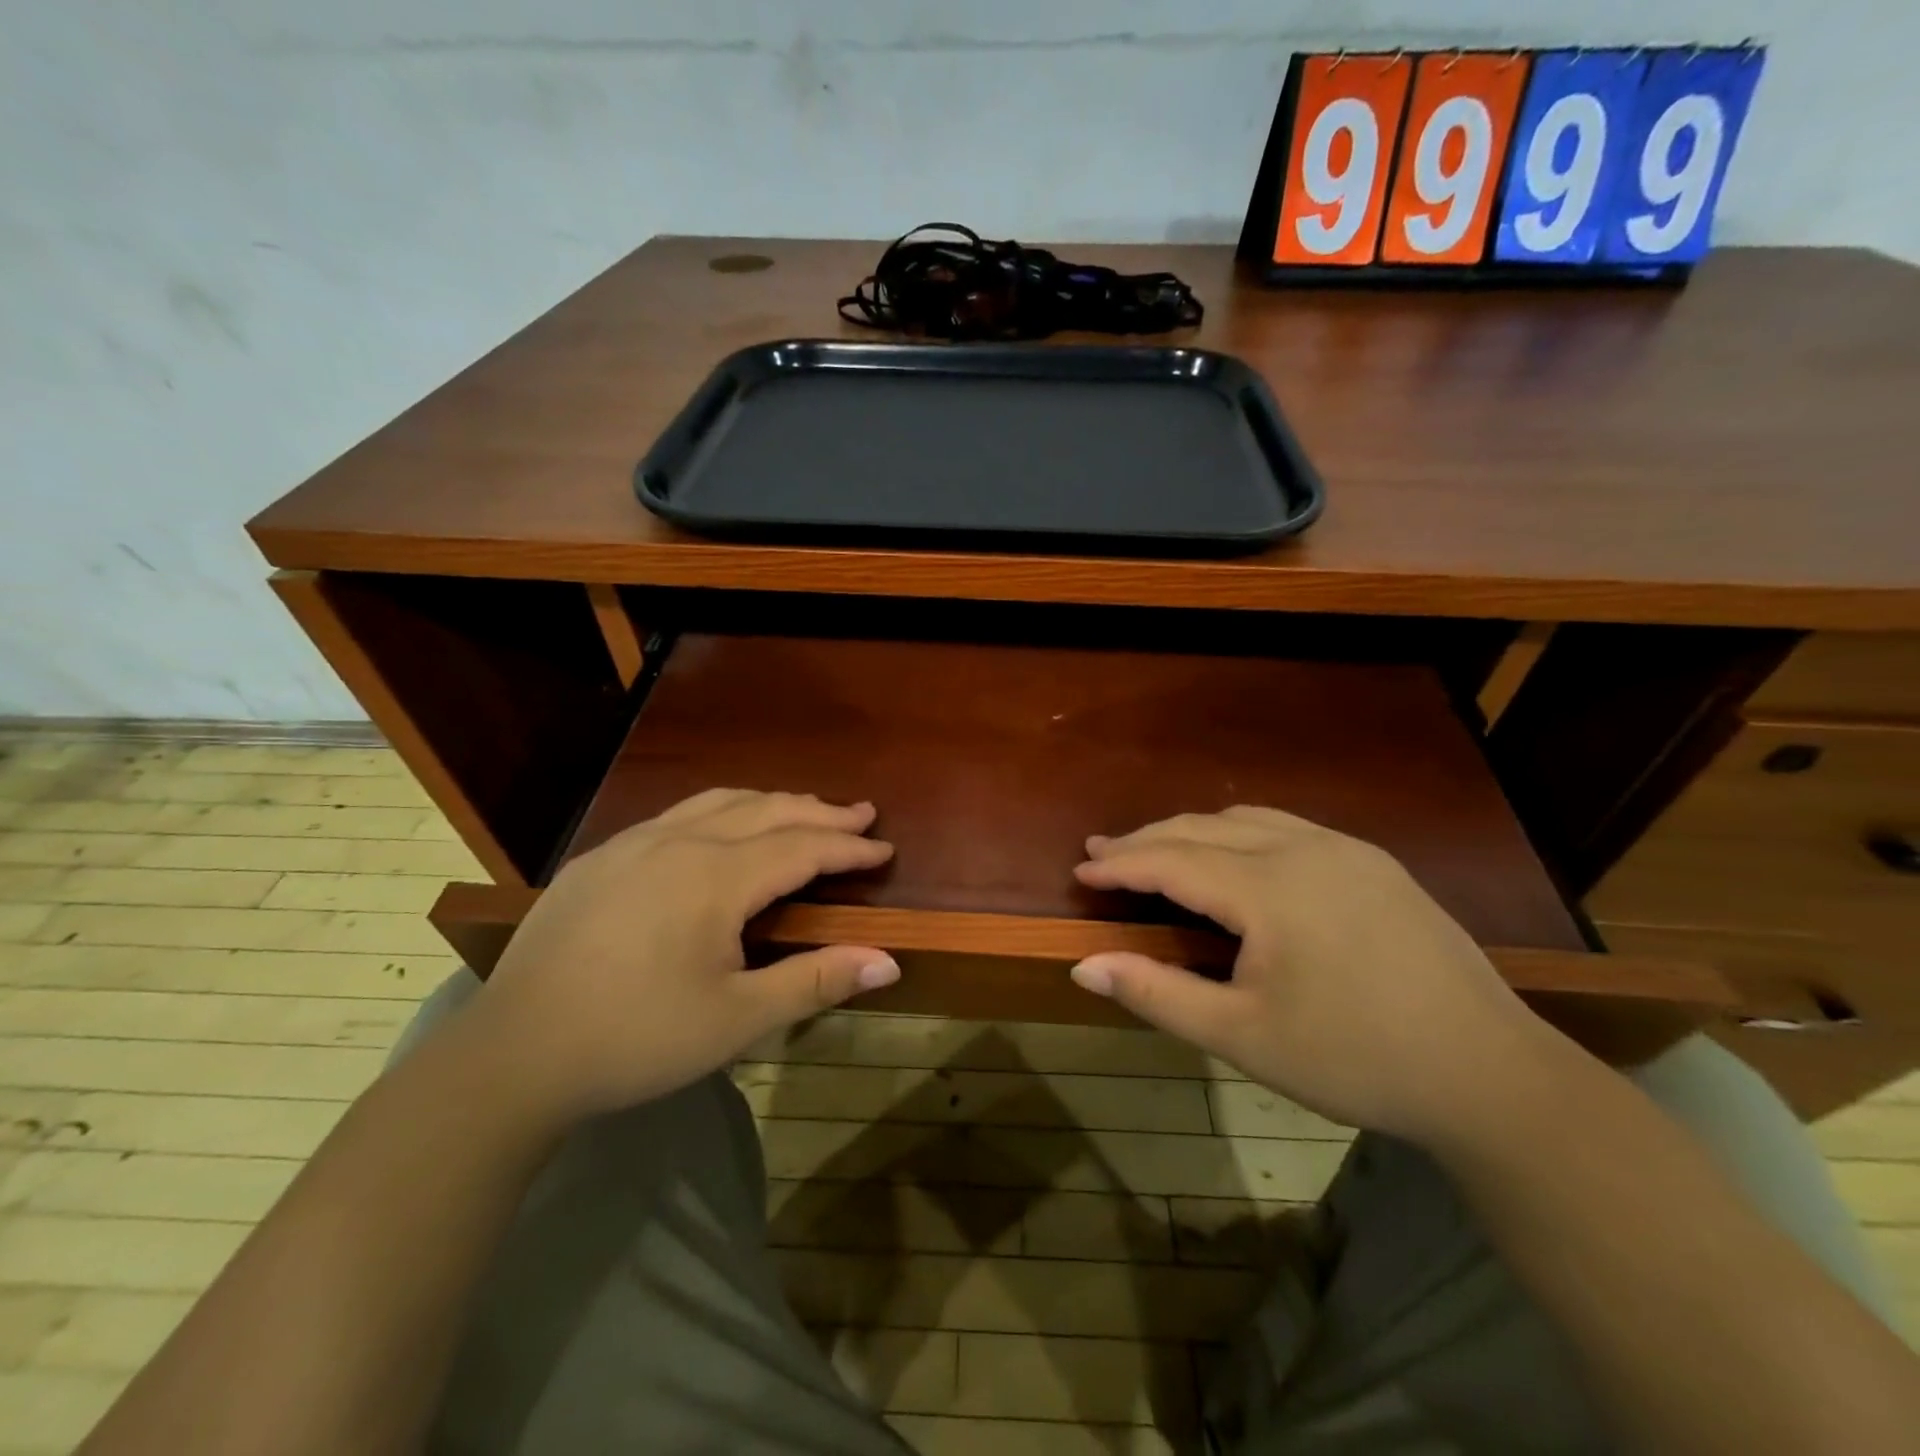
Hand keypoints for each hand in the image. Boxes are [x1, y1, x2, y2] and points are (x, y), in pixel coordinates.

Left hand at [463, 790, 898, 1122]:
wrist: (512, 1055)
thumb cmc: (637, 1039)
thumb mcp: (737, 1019)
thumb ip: (815, 981)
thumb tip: (888, 962)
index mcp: (715, 877)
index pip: (801, 847)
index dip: (848, 848)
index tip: (885, 848)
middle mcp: (678, 842)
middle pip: (766, 810)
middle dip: (819, 812)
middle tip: (860, 815)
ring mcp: (633, 844)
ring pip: (719, 802)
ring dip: (771, 803)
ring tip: (804, 810)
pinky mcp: (600, 858)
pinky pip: (677, 814)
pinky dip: (722, 811)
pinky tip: (722, 830)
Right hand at [1069, 807, 1557, 1144]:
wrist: (1490, 1074)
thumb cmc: (1354, 1059)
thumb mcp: (1243, 1036)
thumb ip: (1157, 994)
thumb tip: (1083, 966)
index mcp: (1269, 887)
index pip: (1172, 860)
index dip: (1120, 862)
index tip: (1080, 868)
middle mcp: (1304, 848)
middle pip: (1203, 827)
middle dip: (1147, 838)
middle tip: (1103, 851)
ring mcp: (1346, 849)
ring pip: (1247, 819)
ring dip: (1193, 830)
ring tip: (1159, 850)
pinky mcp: (1375, 863)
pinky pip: (1287, 827)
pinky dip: (1240, 833)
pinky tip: (1236, 859)